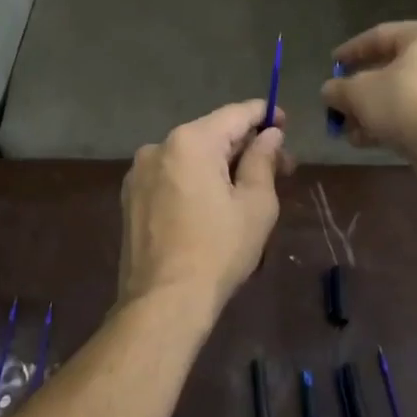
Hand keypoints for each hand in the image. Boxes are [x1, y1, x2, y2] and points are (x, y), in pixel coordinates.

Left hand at [118, 102, 289, 321]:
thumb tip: (270, 135)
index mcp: (190, 141)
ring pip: (190, 157)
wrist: (163, 302)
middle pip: (212, 134)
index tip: (285, 123)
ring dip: (220, 165)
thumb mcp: (256, 204)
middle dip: (245, 147)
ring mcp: (139, 172)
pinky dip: (195, 181)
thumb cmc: (218, 251)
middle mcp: (158, 146)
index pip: (235, 114)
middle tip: (280, 168)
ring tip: (248, 190)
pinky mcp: (131, 197)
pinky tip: (213, 205)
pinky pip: (172, 176)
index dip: (264, 115)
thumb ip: (263, 160)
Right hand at [320, 20, 416, 159]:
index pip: (382, 35)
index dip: (352, 51)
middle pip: (398, 68)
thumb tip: (330, 91)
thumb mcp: (359, 93)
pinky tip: (375, 142)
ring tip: (353, 131)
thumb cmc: (407, 103)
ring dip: (379, 112)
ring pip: (411, 95)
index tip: (333, 65)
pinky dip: (401, 124)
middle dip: (365, 90)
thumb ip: (340, 89)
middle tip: (342, 104)